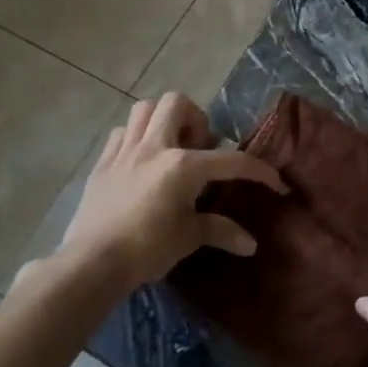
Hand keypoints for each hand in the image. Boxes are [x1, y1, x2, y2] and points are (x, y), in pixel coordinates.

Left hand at [56, 94, 285, 290]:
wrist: (91, 263)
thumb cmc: (146, 249)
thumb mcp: (188, 238)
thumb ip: (220, 231)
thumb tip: (251, 244)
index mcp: (183, 165)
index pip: (231, 160)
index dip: (259, 171)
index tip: (276, 183)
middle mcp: (155, 147)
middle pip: (177, 103)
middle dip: (196, 119)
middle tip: (201, 148)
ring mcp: (125, 150)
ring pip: (145, 109)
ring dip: (164, 120)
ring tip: (172, 146)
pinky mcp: (103, 162)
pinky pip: (122, 132)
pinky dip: (137, 138)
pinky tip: (142, 161)